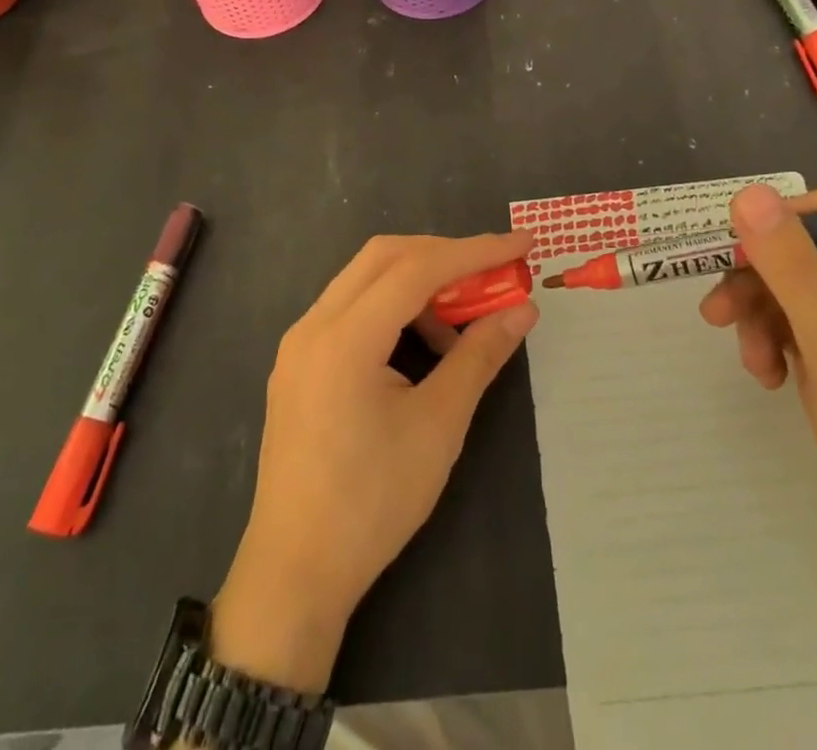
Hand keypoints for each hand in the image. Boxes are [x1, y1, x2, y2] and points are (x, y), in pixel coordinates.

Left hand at [211, 231, 538, 693]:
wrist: (294, 573)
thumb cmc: (372, 503)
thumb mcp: (438, 426)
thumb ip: (480, 356)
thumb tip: (522, 309)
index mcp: (344, 337)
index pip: (417, 267)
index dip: (474, 251)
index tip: (521, 243)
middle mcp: (314, 324)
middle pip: (385, 256)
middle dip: (444, 256)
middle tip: (492, 274)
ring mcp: (300, 342)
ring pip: (366, 278)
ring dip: (418, 284)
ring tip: (459, 328)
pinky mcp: (298, 362)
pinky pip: (351, 309)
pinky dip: (392, 308)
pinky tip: (420, 348)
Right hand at [699, 182, 816, 567]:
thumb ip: (790, 264)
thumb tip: (748, 194)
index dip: (787, 218)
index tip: (739, 245)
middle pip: (808, 250)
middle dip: (761, 280)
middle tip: (717, 309)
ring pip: (793, 286)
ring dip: (760, 315)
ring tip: (748, 359)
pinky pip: (795, 321)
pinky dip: (772, 340)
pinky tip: (767, 377)